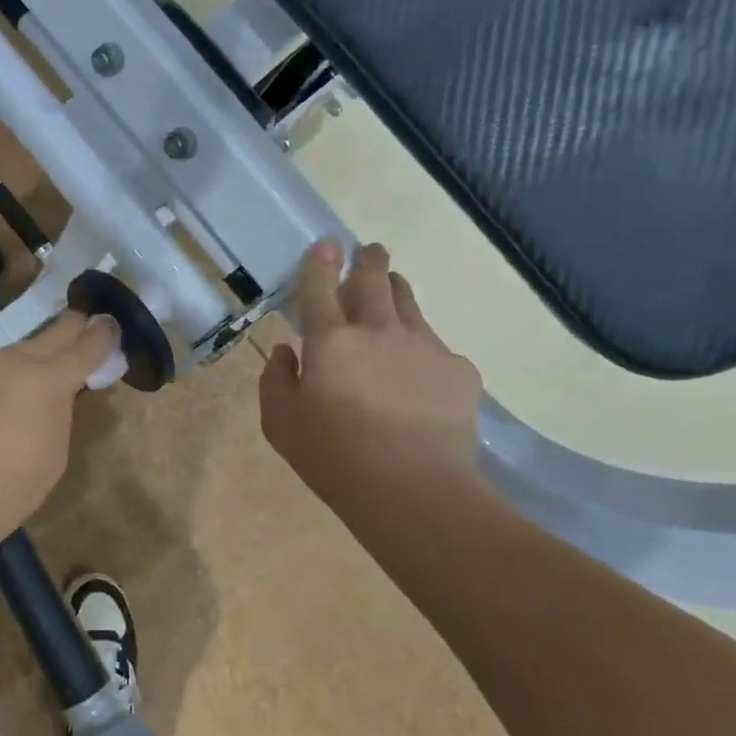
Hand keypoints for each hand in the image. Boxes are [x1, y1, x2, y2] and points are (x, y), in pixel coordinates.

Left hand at [0, 311, 120, 543]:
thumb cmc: (16, 483)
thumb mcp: (57, 448)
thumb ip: (63, 408)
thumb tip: (62, 390)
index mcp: (49, 378)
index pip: (86, 345)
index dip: (104, 335)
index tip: (112, 326)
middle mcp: (17, 360)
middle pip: (55, 331)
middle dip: (74, 330)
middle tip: (88, 332)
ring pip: (23, 348)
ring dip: (40, 355)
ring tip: (48, 374)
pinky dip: (12, 374)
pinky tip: (10, 396)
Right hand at [260, 241, 483, 501]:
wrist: (413, 489)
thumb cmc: (333, 457)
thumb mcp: (281, 424)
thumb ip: (276, 380)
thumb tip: (287, 352)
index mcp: (330, 340)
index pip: (320, 287)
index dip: (321, 262)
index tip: (326, 246)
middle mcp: (378, 330)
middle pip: (374, 279)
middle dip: (369, 260)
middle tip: (369, 251)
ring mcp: (424, 346)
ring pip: (409, 302)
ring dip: (396, 290)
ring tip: (393, 290)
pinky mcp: (459, 370)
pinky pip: (436, 346)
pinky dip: (422, 348)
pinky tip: (420, 374)